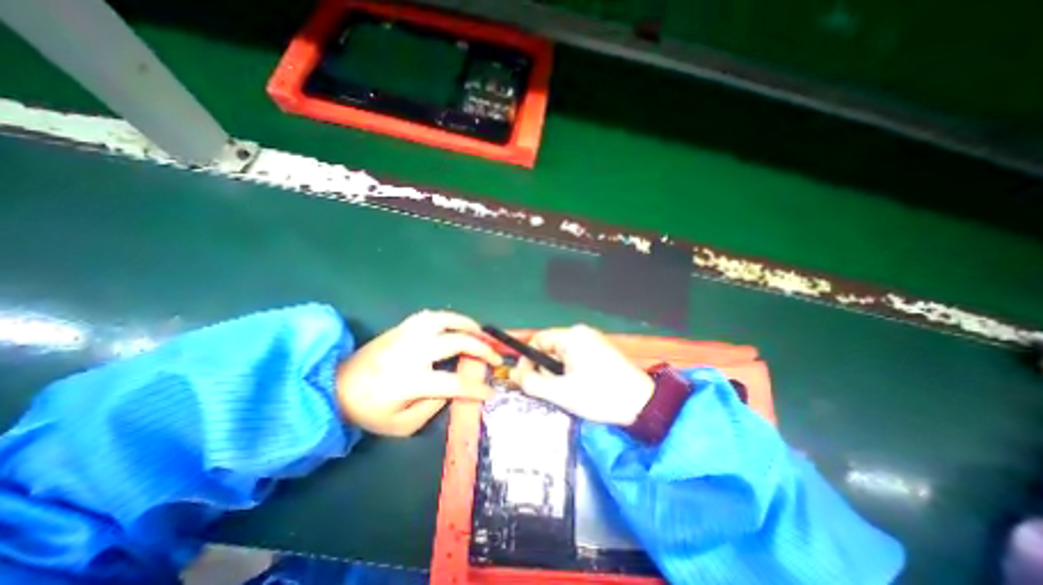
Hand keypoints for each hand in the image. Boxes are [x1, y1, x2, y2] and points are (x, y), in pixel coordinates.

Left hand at [335, 313, 496, 436]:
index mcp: (411, 380)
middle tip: (494, 356)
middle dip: (482, 349)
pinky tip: (456, 325)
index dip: (476, 388)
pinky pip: (431, 315)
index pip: (454, 383)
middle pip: (457, 342)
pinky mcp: (401, 327)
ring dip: (468, 325)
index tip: (490, 391)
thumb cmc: (370, 410)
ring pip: (445, 319)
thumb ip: (433, 407)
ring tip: (481, 333)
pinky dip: (449, 318)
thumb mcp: (402, 424)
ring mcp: (407, 335)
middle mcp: (412, 352)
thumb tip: (454, 388)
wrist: (335, 386)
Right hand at [513, 325, 648, 425]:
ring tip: (568, 391)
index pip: (537, 340)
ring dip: (558, 373)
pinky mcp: (600, 350)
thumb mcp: (561, 393)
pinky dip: (570, 371)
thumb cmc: (600, 395)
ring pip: (561, 354)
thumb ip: (532, 383)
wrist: (643, 404)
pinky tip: (579, 387)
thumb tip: (513, 375)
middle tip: (551, 390)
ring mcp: (592, 340)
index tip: (524, 379)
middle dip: (545, 369)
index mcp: (571, 336)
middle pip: (549, 347)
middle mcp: (581, 333)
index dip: (527, 360)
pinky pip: (575, 357)